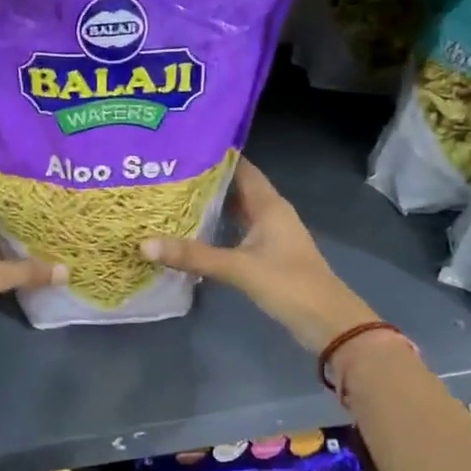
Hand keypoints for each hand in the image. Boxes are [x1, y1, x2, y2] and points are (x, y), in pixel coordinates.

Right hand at [141, 158, 374, 354]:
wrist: (327, 322)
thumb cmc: (288, 284)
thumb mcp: (237, 268)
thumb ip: (193, 256)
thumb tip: (143, 244)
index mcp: (269, 204)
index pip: (241, 167)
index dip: (214, 155)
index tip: (180, 148)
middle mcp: (270, 212)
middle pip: (235, 187)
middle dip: (204, 180)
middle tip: (166, 173)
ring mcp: (270, 234)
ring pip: (236, 210)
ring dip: (210, 205)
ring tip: (172, 198)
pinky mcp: (267, 255)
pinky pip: (237, 231)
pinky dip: (217, 228)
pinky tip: (192, 232)